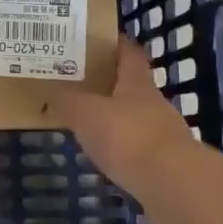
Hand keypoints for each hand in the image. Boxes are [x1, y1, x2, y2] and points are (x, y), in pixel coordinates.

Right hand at [51, 39, 195, 195]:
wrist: (173, 184)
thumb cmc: (127, 136)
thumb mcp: (85, 113)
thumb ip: (66, 101)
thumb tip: (50, 92)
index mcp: (137, 84)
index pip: (129, 55)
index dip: (117, 45)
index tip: (100, 39)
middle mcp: (154, 104)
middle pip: (132, 87)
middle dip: (109, 84)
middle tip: (80, 83)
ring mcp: (163, 135)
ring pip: (134, 119)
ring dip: (115, 118)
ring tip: (87, 122)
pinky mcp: (165, 164)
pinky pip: (137, 148)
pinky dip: (122, 148)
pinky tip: (105, 155)